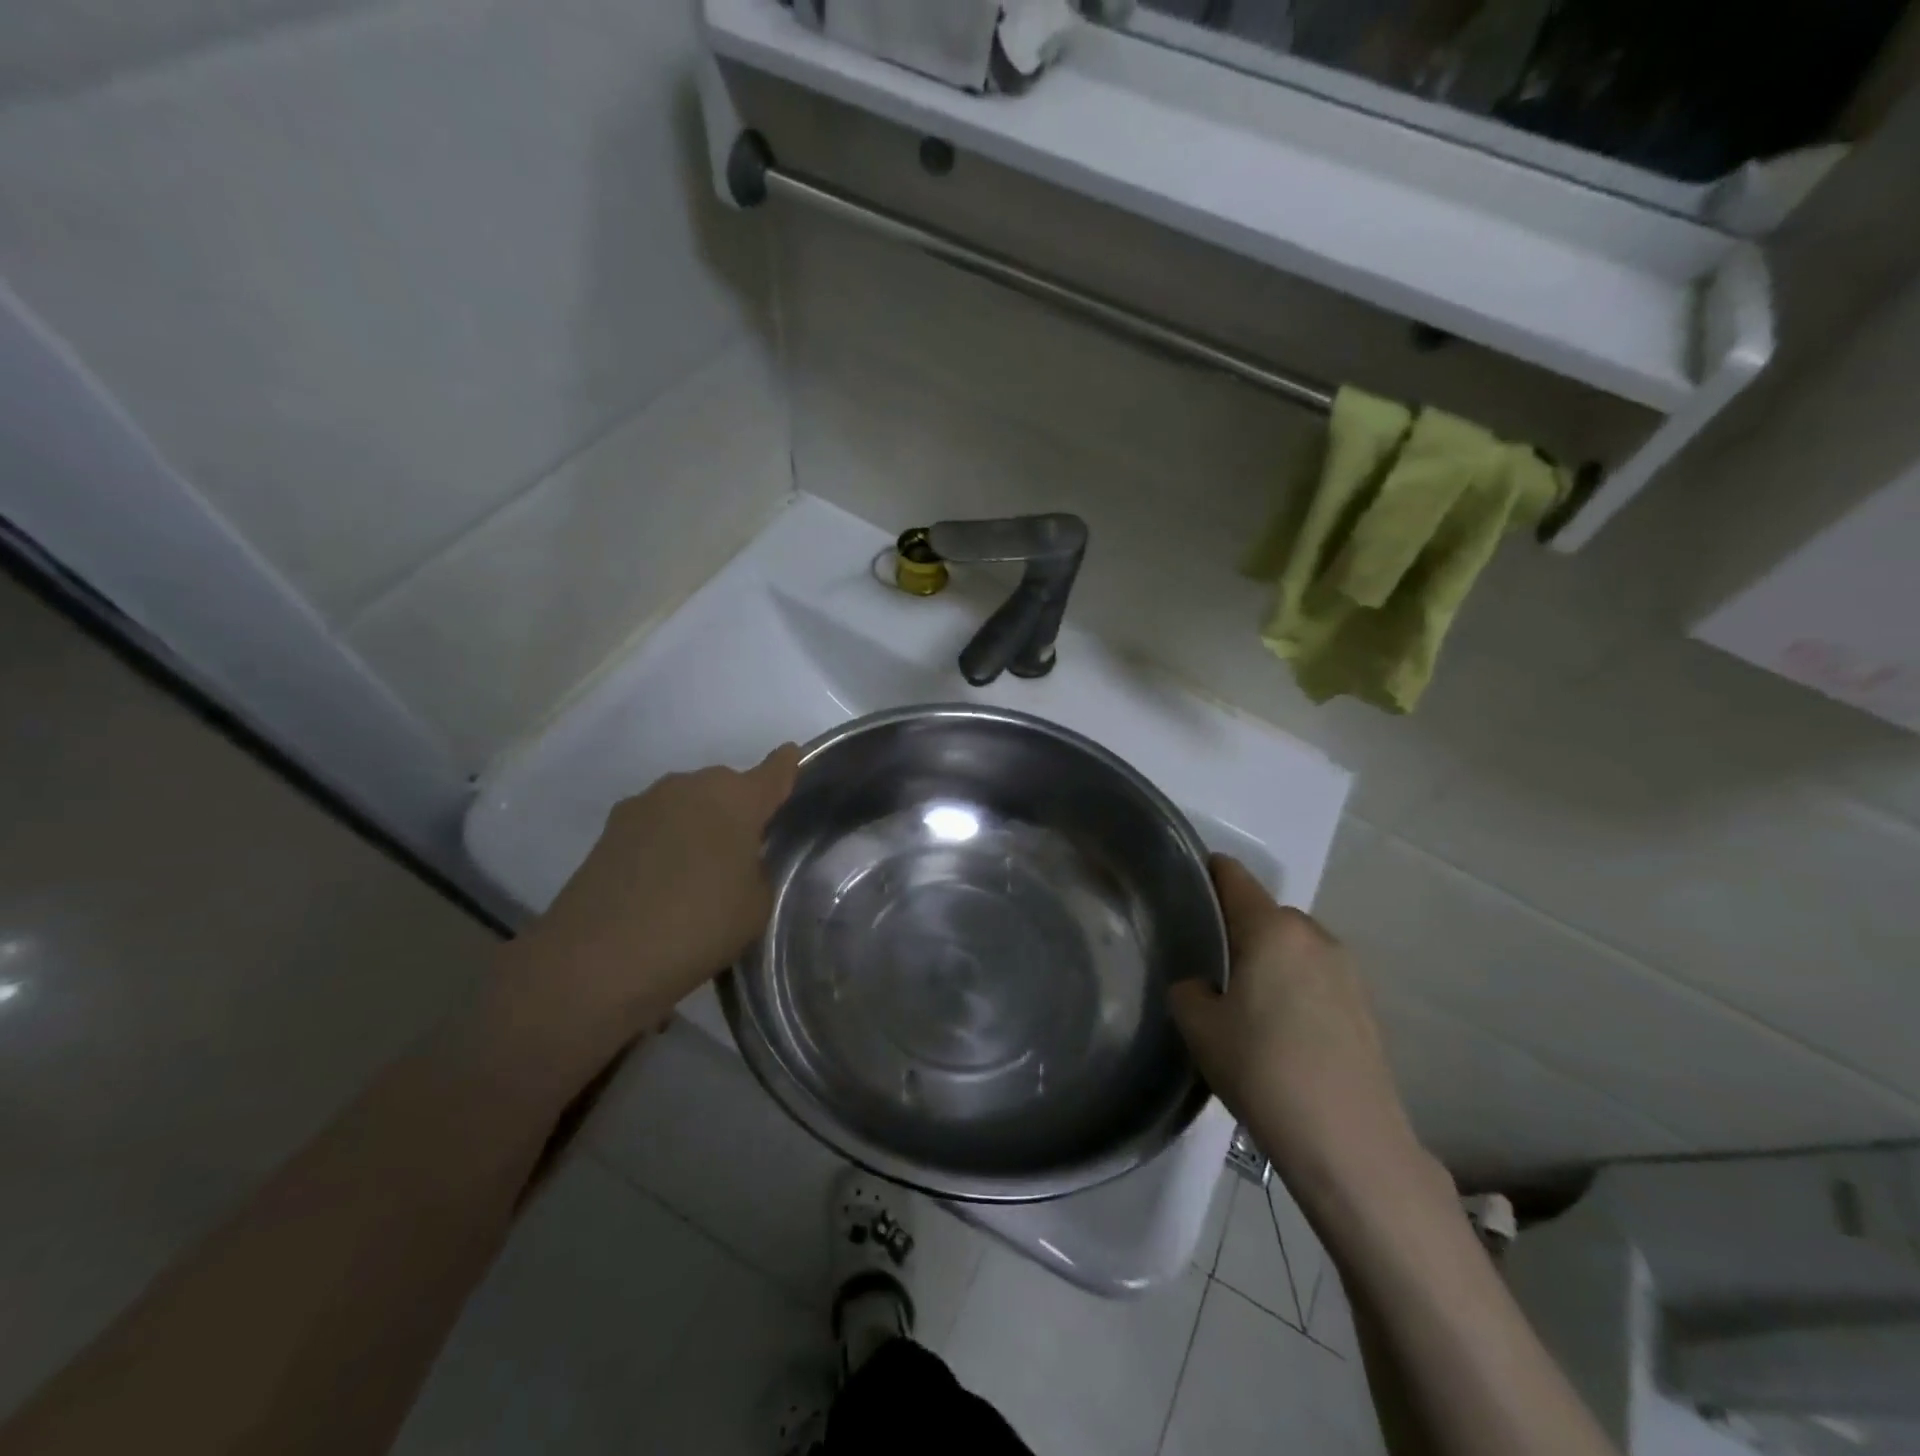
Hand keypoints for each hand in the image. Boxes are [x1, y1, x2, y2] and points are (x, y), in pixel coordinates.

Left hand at [490, 745, 800, 1074]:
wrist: (599, 957)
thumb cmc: (699, 925)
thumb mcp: (755, 904)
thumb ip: (756, 869)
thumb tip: (738, 858)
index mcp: (737, 798)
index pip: (774, 771)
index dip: (786, 766)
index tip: (791, 757)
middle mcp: (690, 786)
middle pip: (726, 787)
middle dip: (737, 809)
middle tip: (742, 850)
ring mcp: (645, 803)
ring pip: (687, 804)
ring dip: (697, 824)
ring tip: (697, 870)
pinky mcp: (610, 828)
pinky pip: (655, 825)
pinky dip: (664, 842)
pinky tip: (660, 880)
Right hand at [1170, 856, 1435, 1211]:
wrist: (1349, 1141)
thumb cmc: (1263, 1068)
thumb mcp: (1200, 1028)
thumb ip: (1189, 990)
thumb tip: (1202, 986)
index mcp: (1271, 929)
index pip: (1233, 877)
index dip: (1207, 873)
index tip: (1186, 886)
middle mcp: (1313, 936)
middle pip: (1266, 913)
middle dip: (1238, 928)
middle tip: (1211, 962)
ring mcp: (1347, 971)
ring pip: (1294, 947)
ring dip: (1271, 960)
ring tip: (1247, 1002)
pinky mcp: (1366, 1006)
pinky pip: (1317, 977)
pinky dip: (1296, 987)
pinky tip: (1283, 1031)